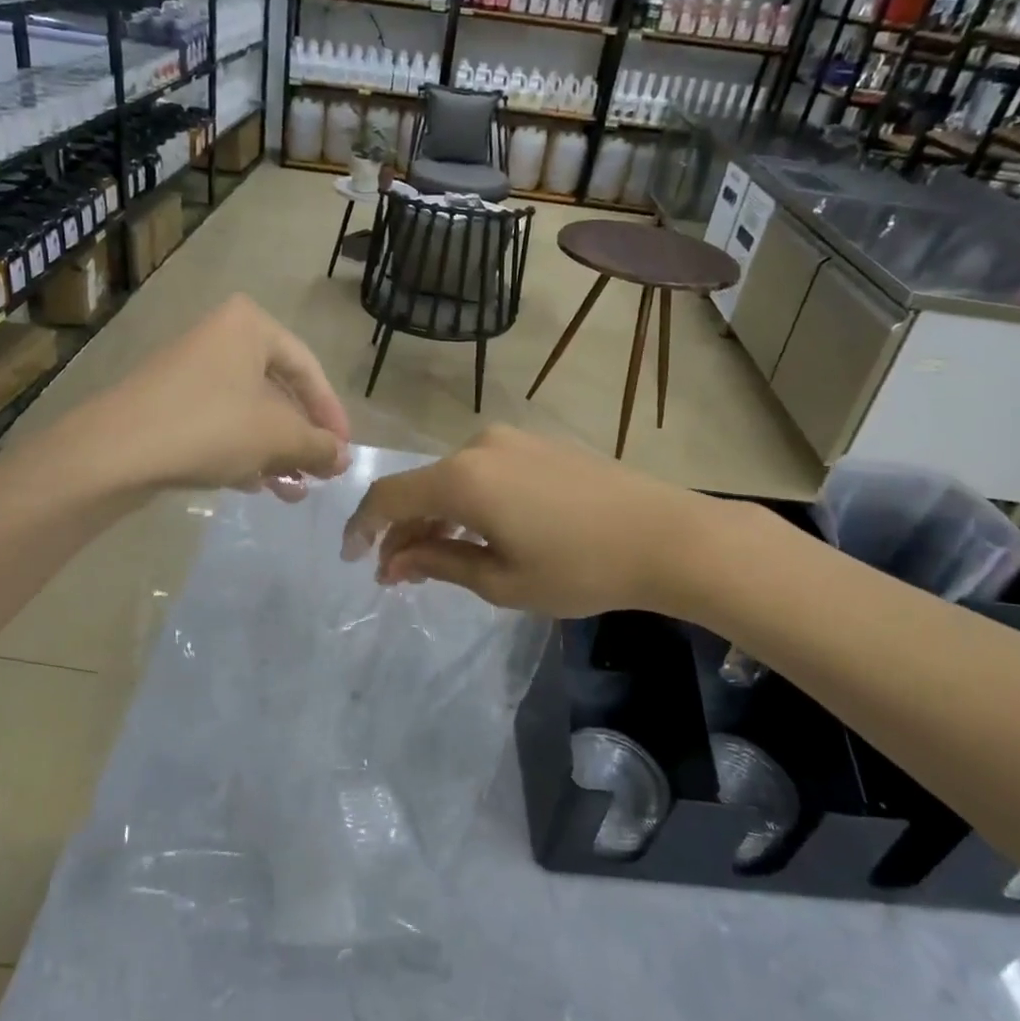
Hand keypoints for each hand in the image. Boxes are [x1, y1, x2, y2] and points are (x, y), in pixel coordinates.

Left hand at [65, 295, 350, 499]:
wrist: (115, 451)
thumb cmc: (211, 427)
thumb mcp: (278, 437)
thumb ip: (319, 445)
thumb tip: (344, 458)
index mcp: (250, 326)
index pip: (309, 369)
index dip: (331, 415)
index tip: (344, 451)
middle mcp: (220, 338)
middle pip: (278, 392)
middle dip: (301, 439)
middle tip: (320, 474)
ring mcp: (190, 370)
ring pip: (249, 413)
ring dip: (275, 453)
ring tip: (294, 491)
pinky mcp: (169, 403)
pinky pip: (220, 424)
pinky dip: (243, 452)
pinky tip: (257, 486)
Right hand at [341, 425, 750, 619]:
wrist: (666, 535)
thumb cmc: (580, 568)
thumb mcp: (502, 580)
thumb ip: (438, 563)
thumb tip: (392, 562)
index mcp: (463, 478)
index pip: (390, 496)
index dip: (363, 526)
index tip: (352, 558)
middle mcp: (478, 446)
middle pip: (420, 487)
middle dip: (402, 530)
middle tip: (398, 574)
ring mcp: (511, 440)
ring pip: (452, 479)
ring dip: (436, 517)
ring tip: (435, 558)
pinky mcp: (537, 444)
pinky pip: (482, 471)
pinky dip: (467, 502)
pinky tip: (477, 532)